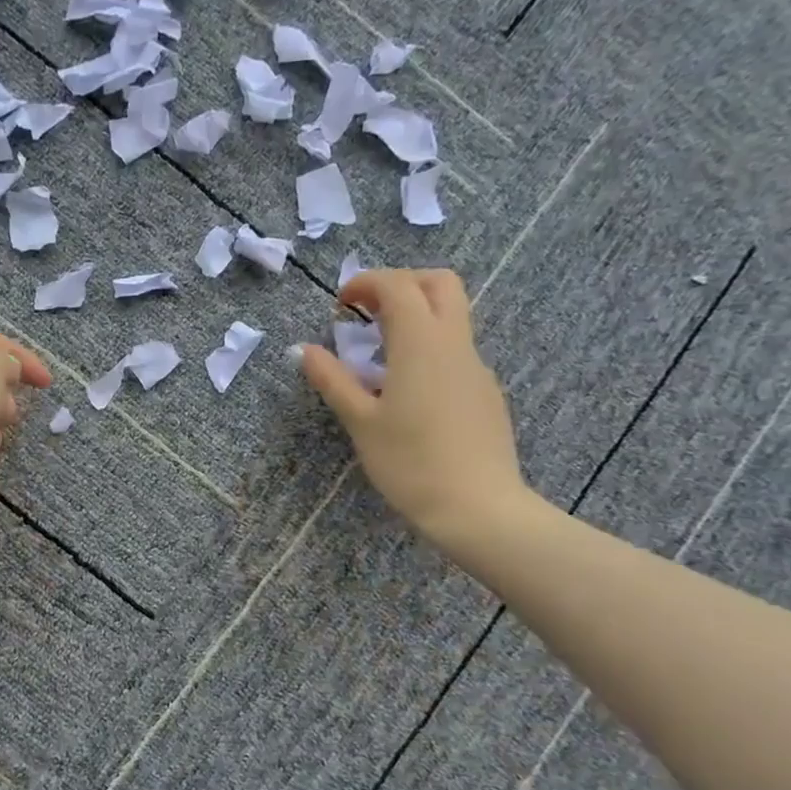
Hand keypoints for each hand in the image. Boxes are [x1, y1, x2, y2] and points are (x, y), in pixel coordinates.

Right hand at [301, 269, 535, 548]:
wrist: (476, 506)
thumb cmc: (410, 462)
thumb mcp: (361, 422)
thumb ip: (333, 380)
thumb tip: (305, 350)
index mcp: (421, 343)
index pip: (397, 287)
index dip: (366, 283)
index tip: (340, 304)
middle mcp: (455, 343)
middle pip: (439, 283)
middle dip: (402, 283)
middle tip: (369, 312)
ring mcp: (476, 367)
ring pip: (453, 316)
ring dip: (417, 316)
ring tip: (381, 355)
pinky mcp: (485, 392)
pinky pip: (457, 351)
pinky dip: (430, 348)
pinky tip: (409, 391)